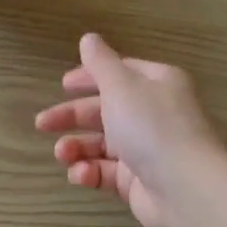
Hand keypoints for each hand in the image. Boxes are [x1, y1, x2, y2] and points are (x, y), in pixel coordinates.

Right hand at [33, 33, 226, 226]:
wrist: (184, 188)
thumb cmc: (151, 126)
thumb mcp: (121, 86)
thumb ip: (100, 63)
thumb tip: (89, 38)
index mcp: (156, 84)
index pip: (120, 74)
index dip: (90, 77)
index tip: (63, 85)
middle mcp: (153, 114)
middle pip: (105, 110)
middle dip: (72, 116)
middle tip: (42, 124)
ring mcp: (147, 150)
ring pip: (102, 144)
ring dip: (77, 147)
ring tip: (62, 154)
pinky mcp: (139, 182)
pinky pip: (107, 172)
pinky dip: (90, 172)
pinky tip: (81, 174)